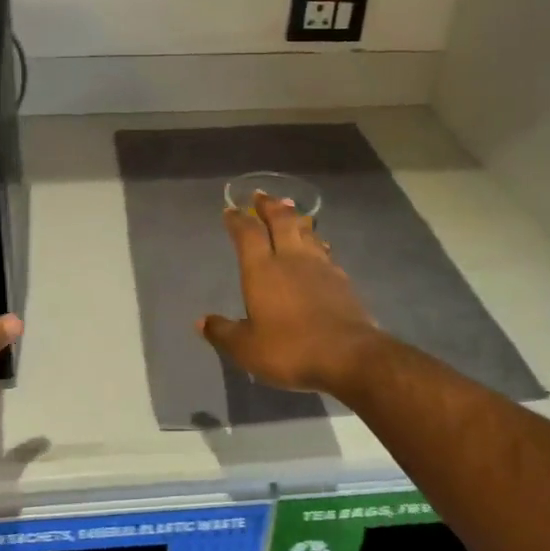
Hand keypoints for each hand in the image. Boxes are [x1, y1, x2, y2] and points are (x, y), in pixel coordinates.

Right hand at [199, 192, 380, 394]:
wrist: (348, 355)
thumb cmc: (290, 348)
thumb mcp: (247, 348)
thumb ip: (223, 332)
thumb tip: (201, 322)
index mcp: (262, 270)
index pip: (248, 234)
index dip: (238, 220)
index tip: (231, 210)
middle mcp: (290, 259)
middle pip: (281, 221)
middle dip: (269, 206)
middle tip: (261, 195)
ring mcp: (320, 266)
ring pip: (306, 232)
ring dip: (295, 218)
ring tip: (290, 210)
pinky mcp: (341, 280)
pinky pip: (324, 251)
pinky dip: (316, 242)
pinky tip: (318, 247)